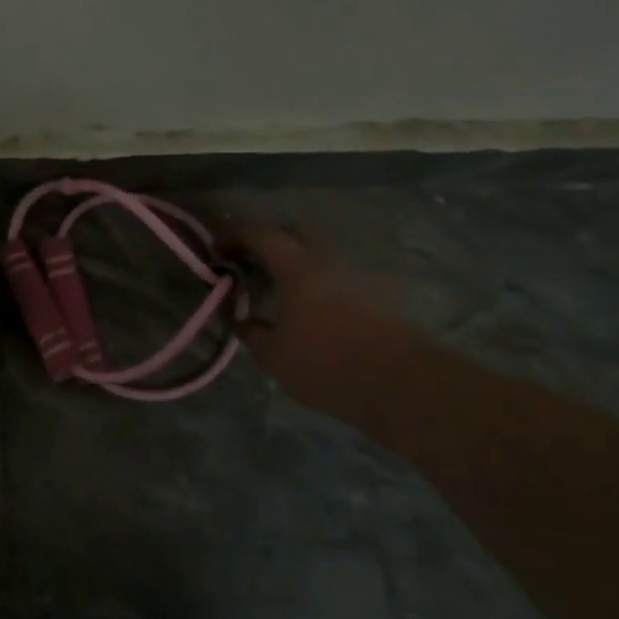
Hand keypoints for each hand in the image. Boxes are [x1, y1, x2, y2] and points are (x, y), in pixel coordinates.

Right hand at [226, 224, 417, 415]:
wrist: (402, 385)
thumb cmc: (327, 365)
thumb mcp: (274, 357)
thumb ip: (253, 334)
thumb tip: (243, 321)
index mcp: (298, 268)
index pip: (260, 234)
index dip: (234, 235)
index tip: (216, 249)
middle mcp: (327, 261)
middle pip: (292, 234)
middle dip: (265, 241)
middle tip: (247, 262)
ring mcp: (355, 276)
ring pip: (316, 255)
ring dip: (292, 263)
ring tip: (276, 290)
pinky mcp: (374, 297)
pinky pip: (334, 277)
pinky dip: (313, 283)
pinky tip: (307, 309)